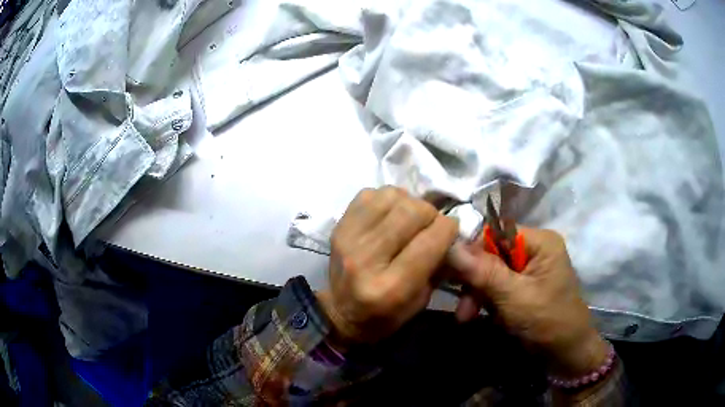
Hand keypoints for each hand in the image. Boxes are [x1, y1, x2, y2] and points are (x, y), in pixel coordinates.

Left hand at [317, 187, 458, 345]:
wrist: (340, 312)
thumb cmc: (386, 314)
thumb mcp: (421, 300)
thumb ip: (439, 264)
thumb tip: (452, 230)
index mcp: (390, 288)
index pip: (429, 241)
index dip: (448, 228)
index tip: (452, 229)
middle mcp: (366, 260)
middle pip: (411, 212)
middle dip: (430, 213)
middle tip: (431, 224)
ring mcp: (348, 239)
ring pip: (391, 197)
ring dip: (409, 203)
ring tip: (410, 219)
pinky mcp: (338, 226)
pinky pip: (370, 194)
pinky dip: (387, 200)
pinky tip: (390, 215)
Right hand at [449, 228, 608, 377]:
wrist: (565, 353)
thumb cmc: (546, 321)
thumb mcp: (514, 297)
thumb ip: (483, 271)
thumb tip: (450, 246)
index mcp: (540, 241)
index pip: (496, 233)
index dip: (473, 251)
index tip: (453, 275)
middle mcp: (534, 249)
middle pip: (492, 254)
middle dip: (475, 281)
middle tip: (463, 309)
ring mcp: (529, 269)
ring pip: (491, 272)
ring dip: (477, 295)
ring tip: (467, 317)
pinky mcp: (523, 286)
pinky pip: (497, 285)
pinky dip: (485, 300)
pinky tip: (480, 315)